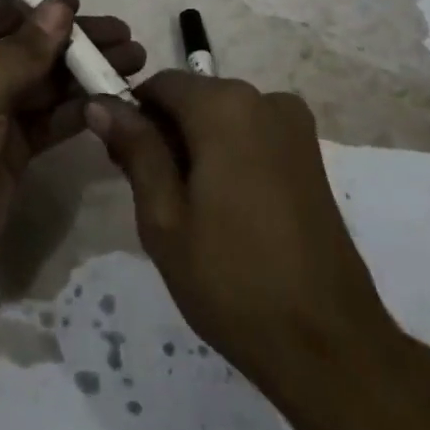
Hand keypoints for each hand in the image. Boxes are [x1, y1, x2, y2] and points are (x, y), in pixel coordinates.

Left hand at [0, 0, 146, 293]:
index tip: (84, 4)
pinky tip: (112, 97)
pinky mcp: (10, 148)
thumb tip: (61, 6)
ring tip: (133, 61)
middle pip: (26, 47)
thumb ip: (22, 51)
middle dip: (73, 41)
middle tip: (125, 35)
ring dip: (83, 72)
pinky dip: (77, 108)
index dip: (40, 7)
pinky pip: (48, 118)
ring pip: (43, 82)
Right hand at [86, 72, 417, 403]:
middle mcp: (265, 99)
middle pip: (193, 98)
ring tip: (188, 212)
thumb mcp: (164, 217)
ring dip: (196, 147)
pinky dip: (228, 156)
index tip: (120, 163)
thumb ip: (135, 149)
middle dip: (165, 134)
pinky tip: (226, 212)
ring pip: (222, 118)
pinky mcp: (310, 155)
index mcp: (225, 106)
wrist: (328, 345)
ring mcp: (294, 127)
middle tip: (151, 197)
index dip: (132, 117)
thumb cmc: (232, 280)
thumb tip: (100, 102)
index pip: (159, 85)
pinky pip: (251, 136)